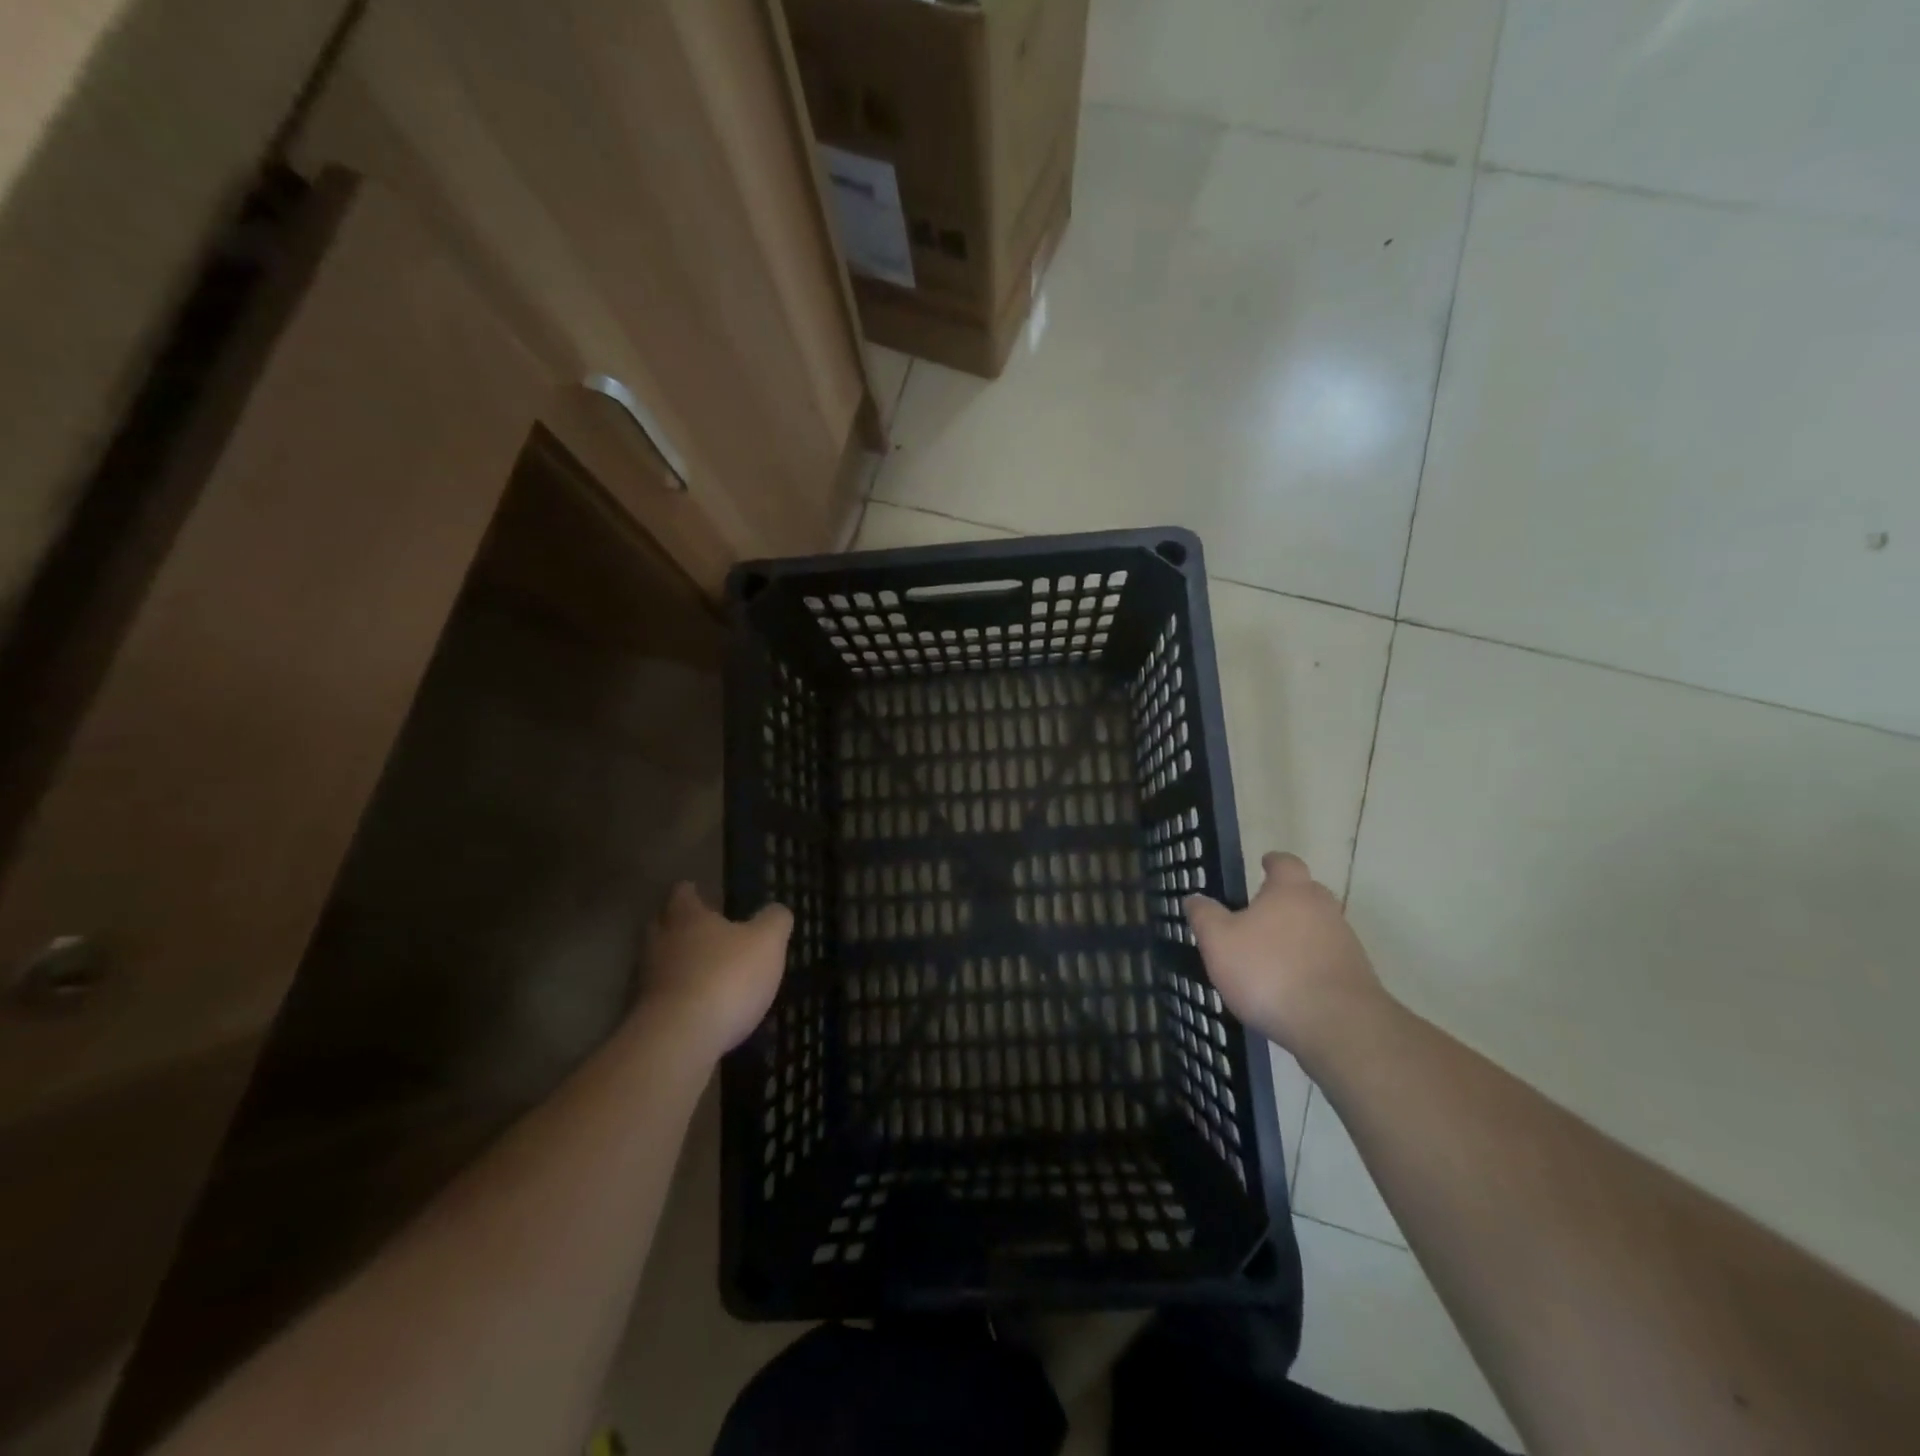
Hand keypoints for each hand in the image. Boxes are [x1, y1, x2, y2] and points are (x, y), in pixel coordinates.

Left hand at [638, 883, 791, 1058]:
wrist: (679, 1040)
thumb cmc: (726, 977)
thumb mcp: (767, 942)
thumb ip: (774, 920)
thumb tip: (777, 909)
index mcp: (687, 917)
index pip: (682, 893)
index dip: (692, 892)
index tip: (699, 892)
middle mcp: (660, 942)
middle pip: (662, 926)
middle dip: (679, 927)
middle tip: (702, 931)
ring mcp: (646, 981)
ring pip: (659, 963)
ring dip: (677, 965)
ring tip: (704, 973)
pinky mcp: (644, 1017)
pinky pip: (661, 998)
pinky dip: (676, 998)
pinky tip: (698, 1010)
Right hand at [1185, 852, 1382, 1056]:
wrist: (1337, 1026)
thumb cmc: (1269, 971)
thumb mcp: (1219, 942)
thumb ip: (1204, 916)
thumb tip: (1194, 898)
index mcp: (1290, 891)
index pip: (1285, 862)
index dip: (1273, 862)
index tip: (1264, 864)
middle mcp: (1323, 909)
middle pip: (1305, 894)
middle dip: (1284, 900)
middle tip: (1258, 914)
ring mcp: (1345, 943)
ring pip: (1317, 929)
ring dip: (1296, 936)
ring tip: (1269, 957)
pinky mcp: (1356, 977)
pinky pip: (1326, 961)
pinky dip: (1308, 966)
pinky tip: (1289, 987)